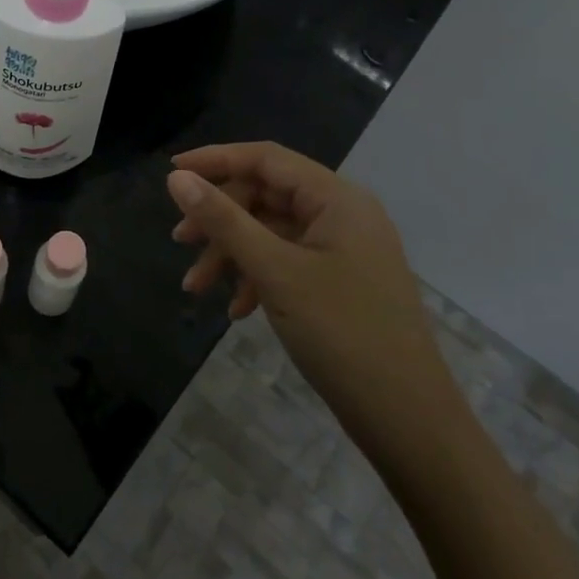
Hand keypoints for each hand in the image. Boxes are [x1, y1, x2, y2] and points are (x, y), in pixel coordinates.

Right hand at [167, 143, 460, 446]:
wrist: (408, 419)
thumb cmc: (342, 333)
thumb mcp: (275, 272)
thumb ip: (224, 220)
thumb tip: (177, 178)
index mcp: (337, 199)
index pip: (266, 159)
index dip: (215, 159)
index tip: (170, 173)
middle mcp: (342, 214)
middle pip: (265, 196)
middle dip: (220, 218)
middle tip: (179, 242)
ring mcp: (343, 250)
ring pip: (271, 232)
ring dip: (231, 254)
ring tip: (196, 287)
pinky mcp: (339, 282)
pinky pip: (287, 262)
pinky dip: (256, 277)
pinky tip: (236, 310)